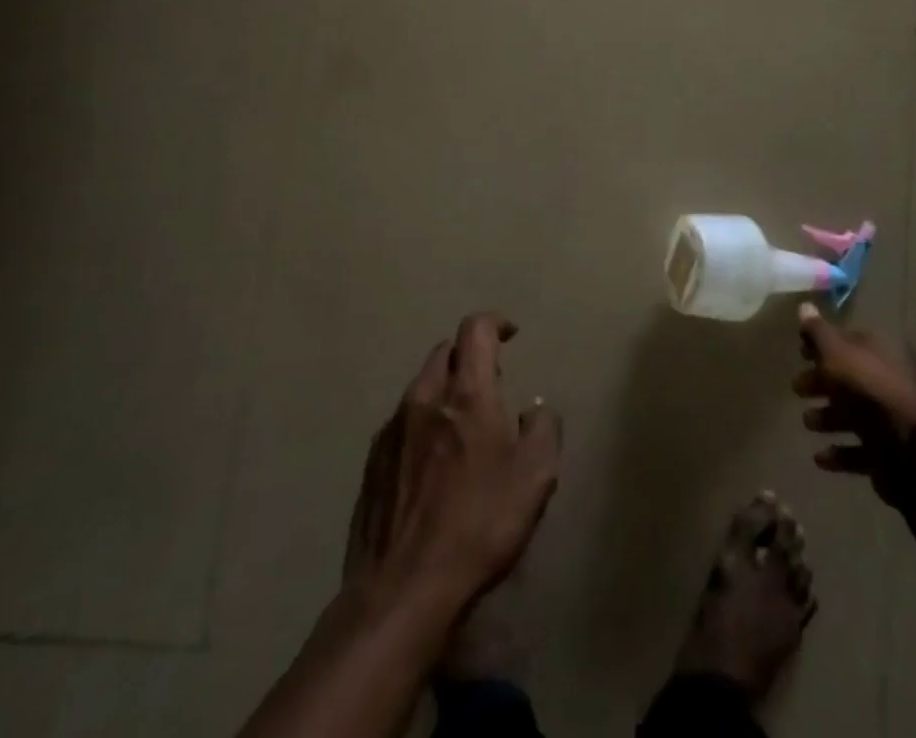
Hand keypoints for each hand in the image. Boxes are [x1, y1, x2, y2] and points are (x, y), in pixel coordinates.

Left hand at [345, 313, 561, 612]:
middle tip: (491, 385)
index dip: (495, 323)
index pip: (475, 329)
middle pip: (445, 352)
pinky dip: (423, 424)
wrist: (402, 592)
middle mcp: (425, 398)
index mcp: (467, 393)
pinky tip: (433, 464)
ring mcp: (392, 430)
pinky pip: (402, 423)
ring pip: (422, 387)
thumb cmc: (479, 525)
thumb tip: (533, 410)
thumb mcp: (535, 477)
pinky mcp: (372, 464)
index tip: (511, 335)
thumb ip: (542, 429)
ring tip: (463, 427)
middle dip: (470, 357)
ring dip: (445, 391)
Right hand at [794, 304, 915, 503]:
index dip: (823, 345)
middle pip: (850, 377)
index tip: (800, 353)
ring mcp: (893, 417)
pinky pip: (860, 449)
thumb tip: (804, 306)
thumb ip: (818, 332)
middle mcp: (891, 379)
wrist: (905, 445)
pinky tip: (820, 457)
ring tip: (808, 422)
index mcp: (882, 350)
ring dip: (829, 416)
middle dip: (821, 382)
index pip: (849, 340)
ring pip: (855, 413)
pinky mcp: (891, 451)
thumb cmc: (866, 387)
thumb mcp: (835, 351)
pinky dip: (840, 451)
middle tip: (797, 388)